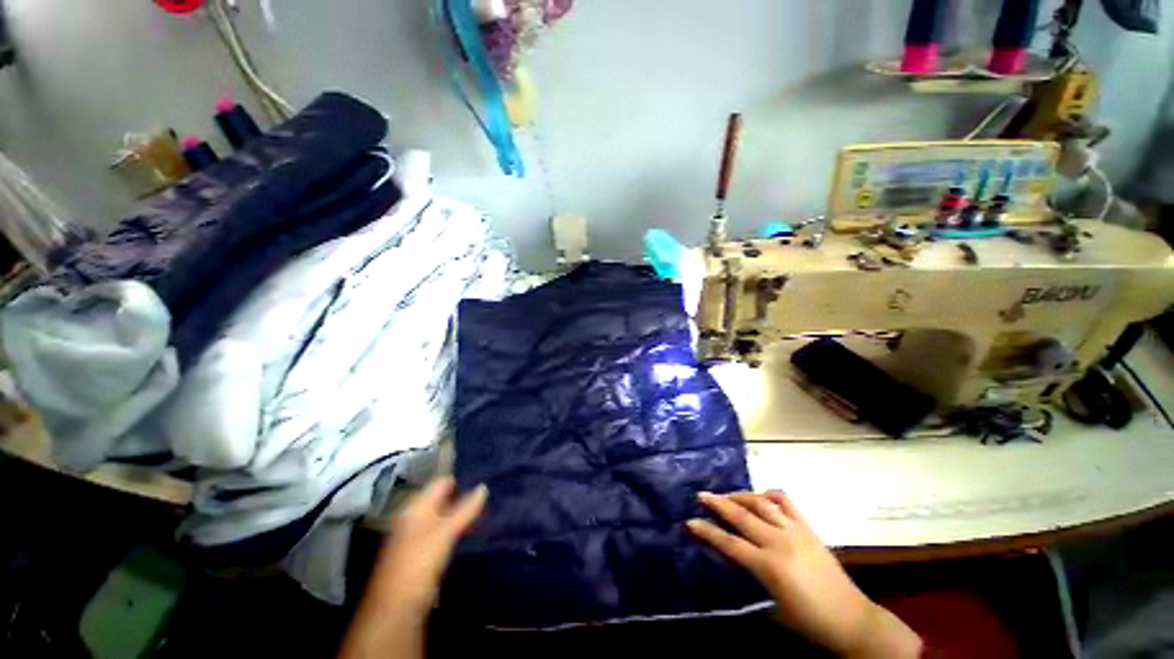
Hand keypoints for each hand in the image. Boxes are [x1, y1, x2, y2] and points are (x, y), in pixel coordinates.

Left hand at [370, 476, 487, 614]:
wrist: (396, 608)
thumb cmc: (419, 562)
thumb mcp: (445, 532)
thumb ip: (465, 509)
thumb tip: (484, 487)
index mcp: (416, 507)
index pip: (440, 482)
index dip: (461, 478)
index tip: (484, 476)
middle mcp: (415, 517)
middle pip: (443, 499)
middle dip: (464, 496)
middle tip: (490, 493)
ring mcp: (418, 536)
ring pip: (445, 516)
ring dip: (462, 513)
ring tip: (487, 510)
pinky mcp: (423, 553)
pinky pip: (444, 532)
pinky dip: (457, 528)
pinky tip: (473, 530)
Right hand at [688, 491, 920, 657]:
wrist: (852, 620)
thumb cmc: (809, 622)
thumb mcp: (772, 606)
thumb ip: (750, 579)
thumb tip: (731, 558)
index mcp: (769, 566)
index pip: (729, 543)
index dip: (707, 532)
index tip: (690, 521)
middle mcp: (779, 541)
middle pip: (741, 516)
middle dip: (718, 504)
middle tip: (701, 495)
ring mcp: (795, 531)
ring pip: (761, 503)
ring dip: (740, 496)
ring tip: (727, 495)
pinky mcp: (808, 527)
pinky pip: (786, 502)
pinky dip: (770, 495)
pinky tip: (762, 496)